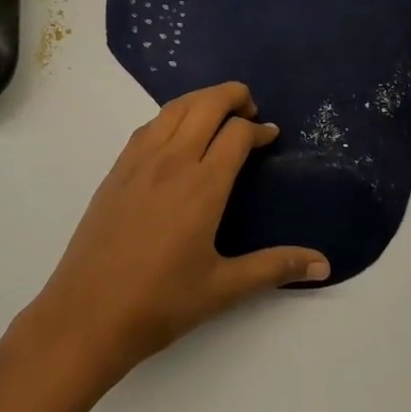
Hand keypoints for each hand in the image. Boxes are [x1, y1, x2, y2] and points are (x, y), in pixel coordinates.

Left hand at [26, 82, 330, 383]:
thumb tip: (324, 265)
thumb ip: (275, 268)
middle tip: (250, 109)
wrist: (86, 315)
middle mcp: (172, 161)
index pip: (237, 133)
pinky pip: (149, 125)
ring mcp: (139, 161)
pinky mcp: (117, 170)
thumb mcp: (224, 288)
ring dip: (201, 98)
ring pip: (174, 108)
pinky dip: (172, 115)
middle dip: (233, 96)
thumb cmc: (160, 303)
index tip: (271, 136)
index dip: (259, 129)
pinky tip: (177, 135)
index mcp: (203, 185)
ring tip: (218, 112)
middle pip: (206, 104)